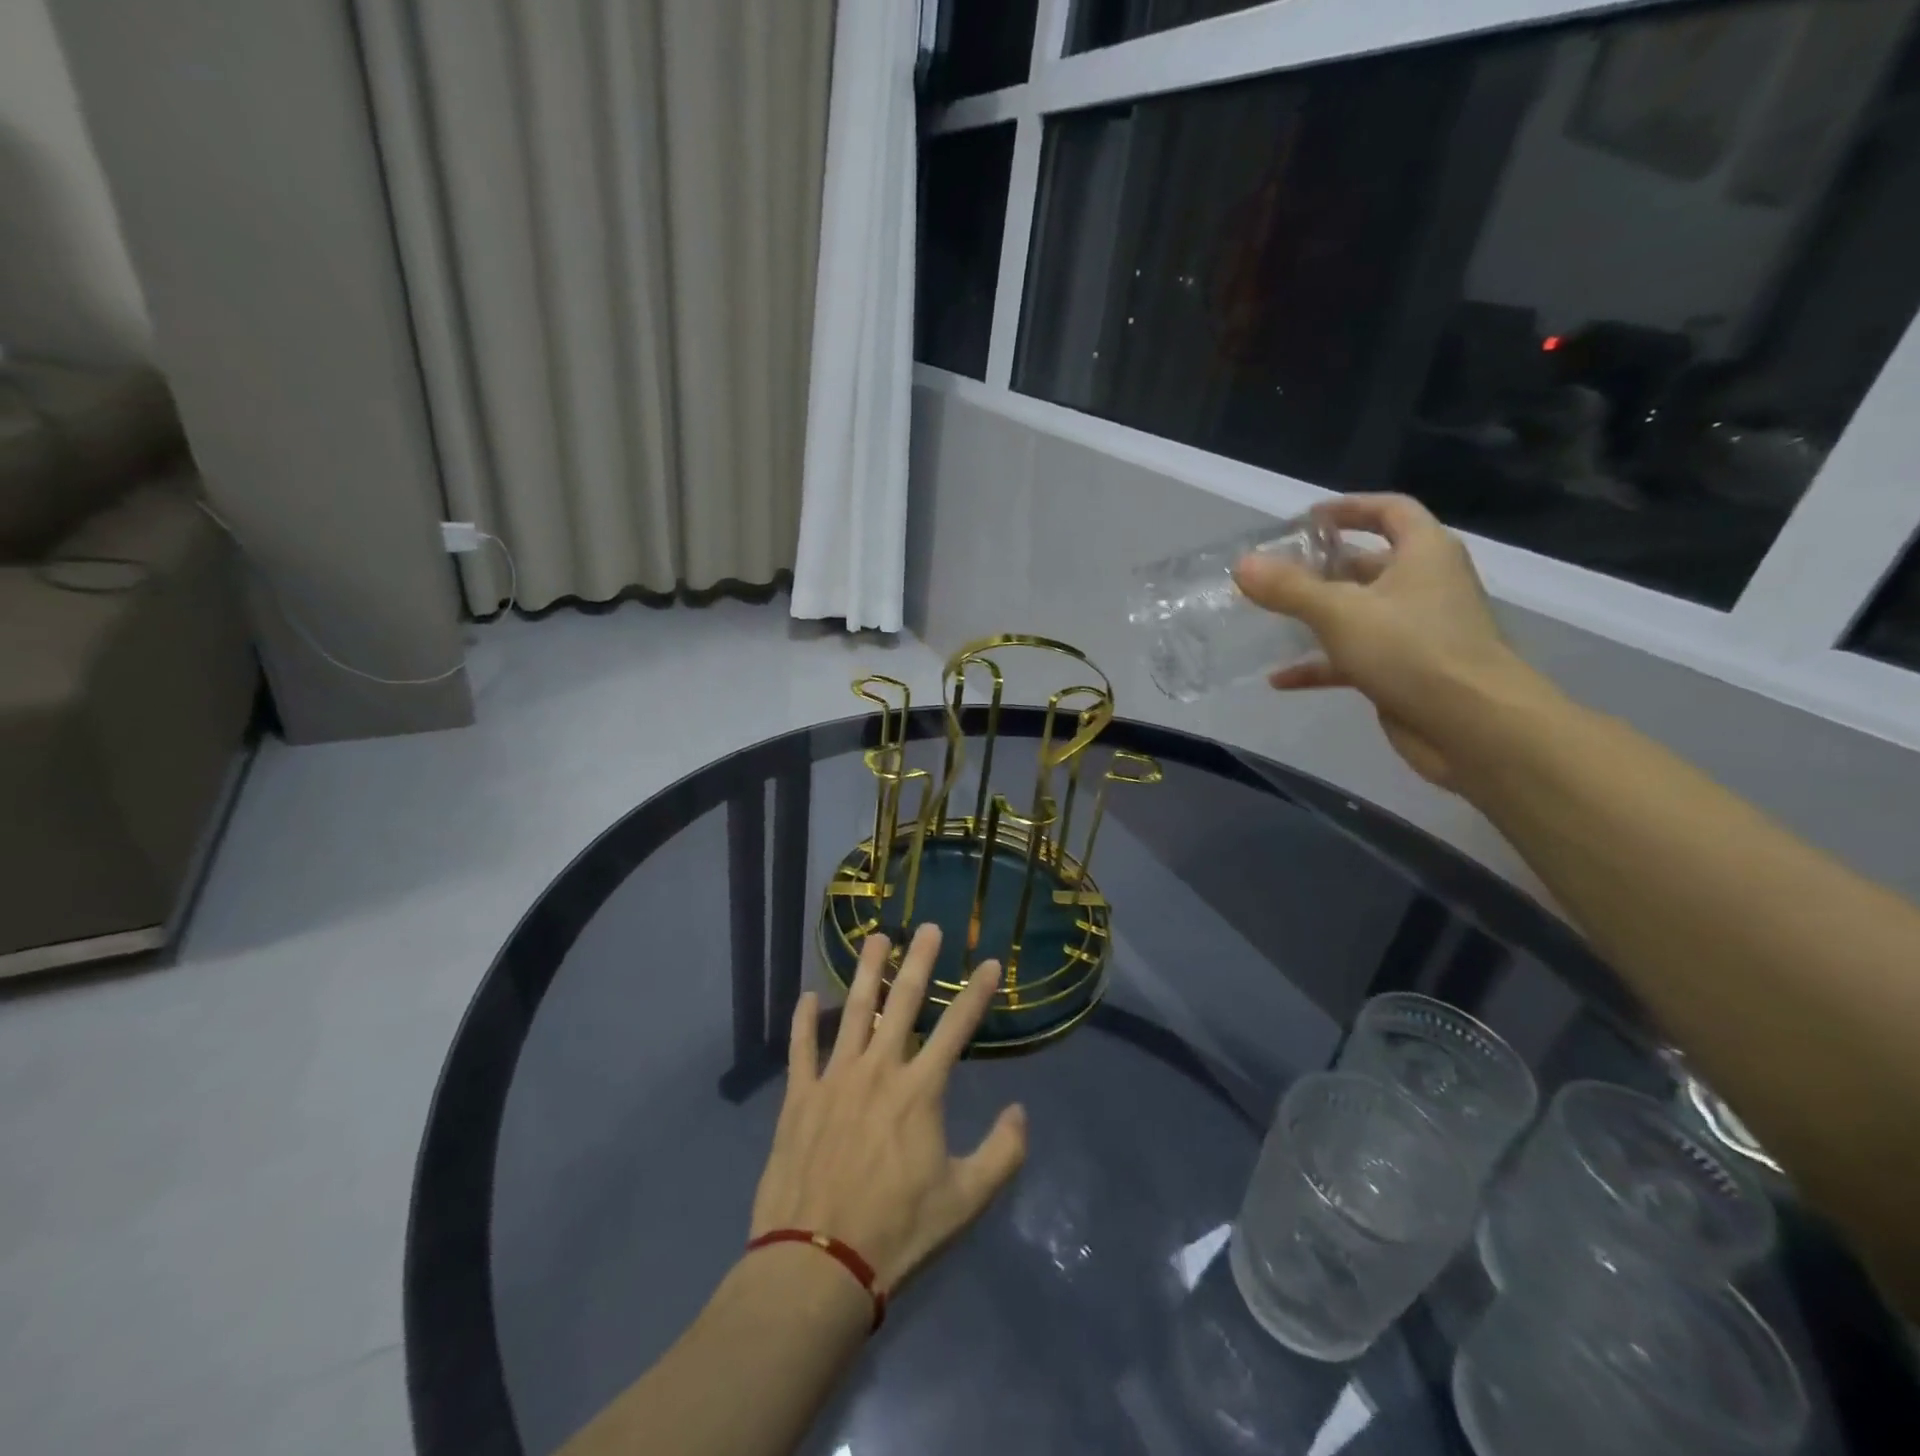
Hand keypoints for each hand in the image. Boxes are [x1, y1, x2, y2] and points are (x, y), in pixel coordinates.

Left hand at [749, 924, 1027, 1293]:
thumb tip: (1020, 1111)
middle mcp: (879, 1070)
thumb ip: (1002, 1153)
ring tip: (875, 938)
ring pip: (853, 1011)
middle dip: (919, 962)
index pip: (957, 1028)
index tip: (991, 963)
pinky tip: (807, 995)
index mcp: (920, 1091)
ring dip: (866, 972)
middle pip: (902, 1003)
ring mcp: (835, 1079)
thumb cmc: (897, 1231)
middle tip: (927, 928)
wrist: (817, 1263)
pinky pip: (801, 1048)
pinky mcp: (799, 1097)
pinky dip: (804, 1020)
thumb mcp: (966, 1201)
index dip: (977, 993)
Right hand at [1233, 494, 1545, 786]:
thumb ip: (1289, 588)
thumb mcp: (1340, 612)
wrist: (1472, 725)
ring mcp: (1415, 631)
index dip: (1349, 508)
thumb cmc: (1412, 650)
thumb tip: (1242, 564)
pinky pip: (1353, 659)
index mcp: (1423, 553)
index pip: (1389, 511)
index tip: (1307, 519)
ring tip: (1270, 619)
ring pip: (1358, 613)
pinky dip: (1319, 665)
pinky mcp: (1404, 671)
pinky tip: (1279, 680)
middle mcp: (1424, 585)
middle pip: (1368, 564)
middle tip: (1275, 573)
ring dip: (1316, 617)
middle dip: (1321, 568)